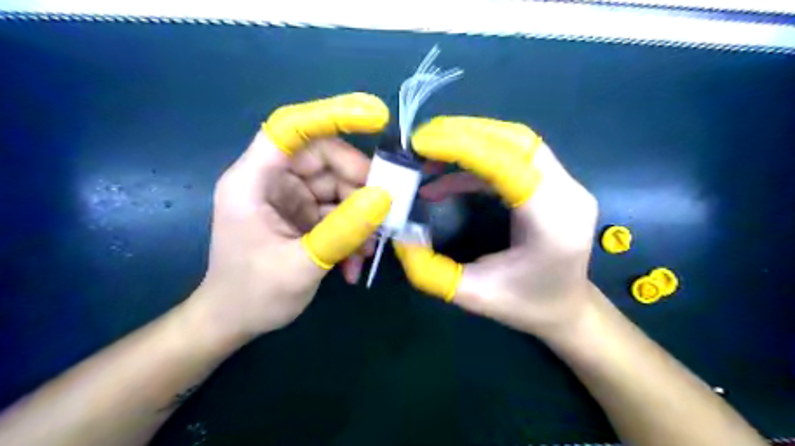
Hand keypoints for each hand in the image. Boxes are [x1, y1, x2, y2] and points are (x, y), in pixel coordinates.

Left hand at [189, 93, 394, 339]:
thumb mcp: (301, 266)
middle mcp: (271, 181)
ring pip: (336, 186)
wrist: (233, 322)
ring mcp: (289, 198)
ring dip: (360, 214)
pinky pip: (336, 210)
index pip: (291, 128)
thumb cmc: (253, 295)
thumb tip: (384, 198)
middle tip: (386, 208)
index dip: (331, 115)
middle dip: (359, 182)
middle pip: (324, 158)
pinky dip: (352, 230)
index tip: (375, 117)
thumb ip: (342, 231)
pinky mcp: (302, 215)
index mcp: (253, 182)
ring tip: (371, 248)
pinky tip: (356, 259)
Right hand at [390, 116, 595, 339]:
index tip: (420, 143)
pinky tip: (449, 175)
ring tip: (431, 152)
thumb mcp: (472, 295)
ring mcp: (566, 185)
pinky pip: (514, 157)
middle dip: (465, 133)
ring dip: (471, 141)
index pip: (508, 164)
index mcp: (553, 222)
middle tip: (422, 140)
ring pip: (516, 142)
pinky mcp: (555, 184)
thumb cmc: (525, 305)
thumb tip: (398, 235)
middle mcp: (568, 194)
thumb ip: (430, 270)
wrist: (567, 308)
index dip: (463, 147)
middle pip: (516, 140)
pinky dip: (478, 159)